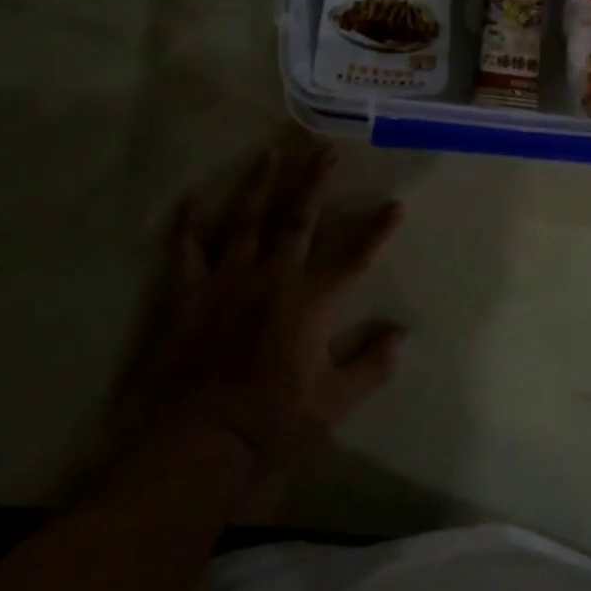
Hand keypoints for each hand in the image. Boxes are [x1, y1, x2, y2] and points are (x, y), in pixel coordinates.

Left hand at [109, 144, 406, 507]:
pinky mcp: (190, 293)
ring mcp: (228, 280)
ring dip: (260, 185)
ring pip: (246, 220)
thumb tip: (402, 333)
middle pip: (298, 219)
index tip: (396, 203)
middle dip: (315, 182)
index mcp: (311, 302)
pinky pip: (188, 250)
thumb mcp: (335, 403)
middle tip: (325, 149)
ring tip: (270, 153)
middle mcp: (273, 277)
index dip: (378, 230)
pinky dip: (189, 224)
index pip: (355, 257)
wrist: (199, 441)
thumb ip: (372, 364)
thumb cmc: (273, 422)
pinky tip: (192, 198)